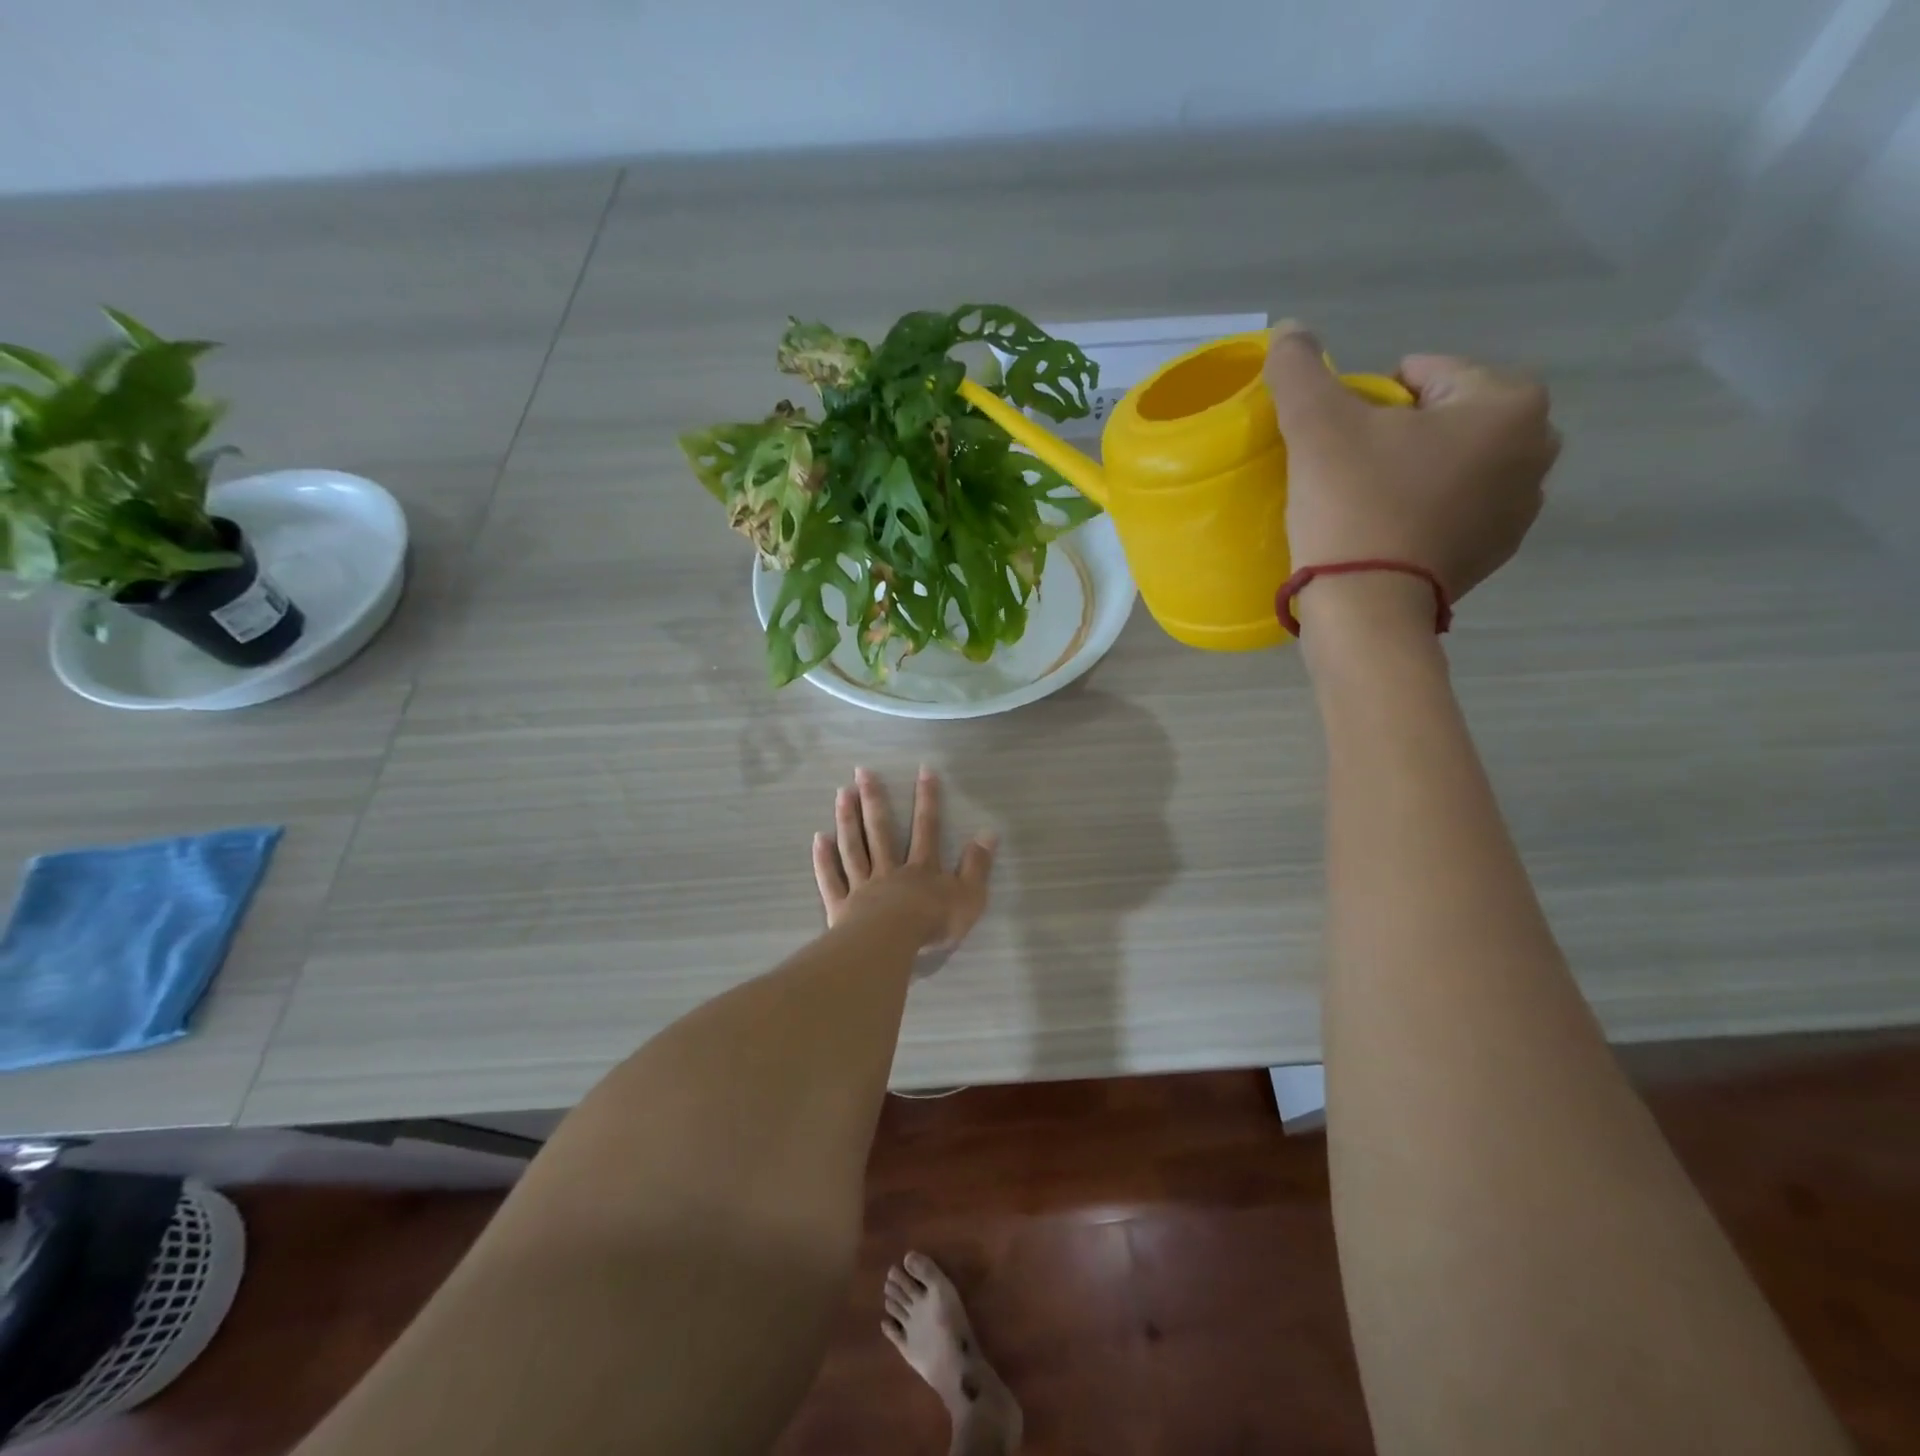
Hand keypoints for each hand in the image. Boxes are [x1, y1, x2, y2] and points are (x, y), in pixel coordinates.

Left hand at [812, 766, 995, 949]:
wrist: (891, 945)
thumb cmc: (932, 923)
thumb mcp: (969, 897)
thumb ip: (977, 866)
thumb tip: (988, 833)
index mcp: (921, 869)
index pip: (926, 828)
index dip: (927, 799)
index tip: (924, 771)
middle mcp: (889, 870)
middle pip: (880, 830)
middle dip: (873, 799)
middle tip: (862, 771)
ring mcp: (862, 886)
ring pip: (853, 847)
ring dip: (847, 819)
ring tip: (841, 793)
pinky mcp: (842, 906)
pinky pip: (831, 878)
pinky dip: (824, 859)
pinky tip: (819, 838)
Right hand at [1265, 324, 1560, 606]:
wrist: (1368, 609)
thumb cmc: (1353, 506)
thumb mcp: (1316, 427)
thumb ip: (1300, 369)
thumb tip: (1290, 329)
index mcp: (1509, 402)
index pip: (1426, 373)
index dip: (1370, 400)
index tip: (1340, 439)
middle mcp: (1537, 447)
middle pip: (1447, 417)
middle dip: (1403, 433)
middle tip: (1353, 469)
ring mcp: (1523, 507)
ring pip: (1455, 463)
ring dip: (1416, 470)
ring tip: (1367, 501)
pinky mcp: (1497, 552)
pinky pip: (1458, 509)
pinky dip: (1426, 510)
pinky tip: (1387, 532)